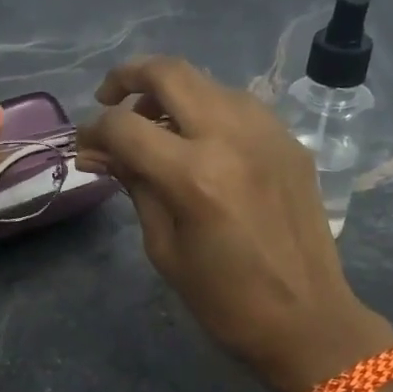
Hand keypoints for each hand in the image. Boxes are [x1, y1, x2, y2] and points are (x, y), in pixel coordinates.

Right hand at [76, 58, 392, 391]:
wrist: (308, 319)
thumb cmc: (224, 299)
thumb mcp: (164, 247)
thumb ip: (134, 187)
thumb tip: (99, 153)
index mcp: (194, 175)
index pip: (125, 126)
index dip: (94, 131)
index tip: (84, 147)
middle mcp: (232, 137)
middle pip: (170, 72)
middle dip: (128, 77)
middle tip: (108, 98)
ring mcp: (268, 133)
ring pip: (207, 82)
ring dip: (171, 92)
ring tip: (154, 124)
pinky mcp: (291, 141)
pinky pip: (239, 105)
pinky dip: (208, 110)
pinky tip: (200, 140)